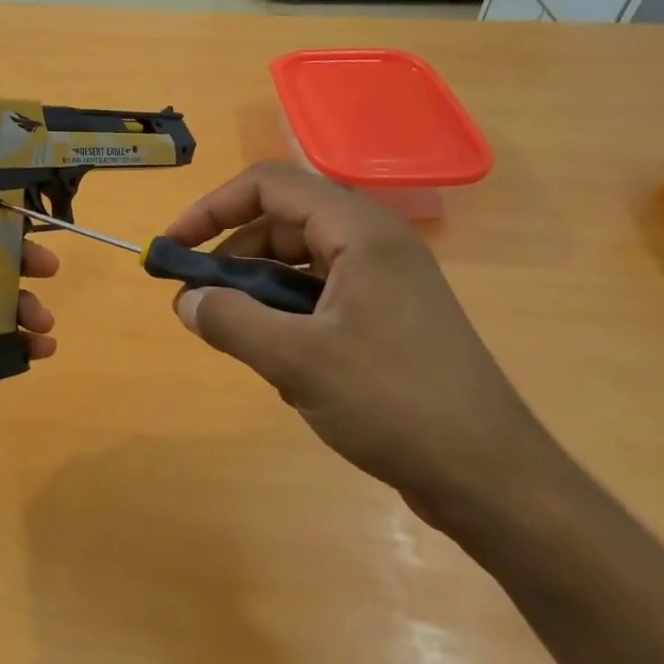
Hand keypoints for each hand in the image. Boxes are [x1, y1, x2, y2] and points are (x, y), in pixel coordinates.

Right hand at [163, 162, 560, 524]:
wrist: (489, 477)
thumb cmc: (393, 402)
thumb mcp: (297, 360)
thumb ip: (230, 321)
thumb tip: (185, 301)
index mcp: (359, 232)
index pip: (269, 186)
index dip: (211, 208)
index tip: (174, 248)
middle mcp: (373, 245)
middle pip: (281, 223)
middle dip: (230, 258)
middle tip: (196, 302)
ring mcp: (384, 283)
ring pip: (298, 265)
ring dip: (256, 294)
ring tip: (238, 340)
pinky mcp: (387, 320)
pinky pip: (319, 299)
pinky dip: (286, 320)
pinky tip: (282, 369)